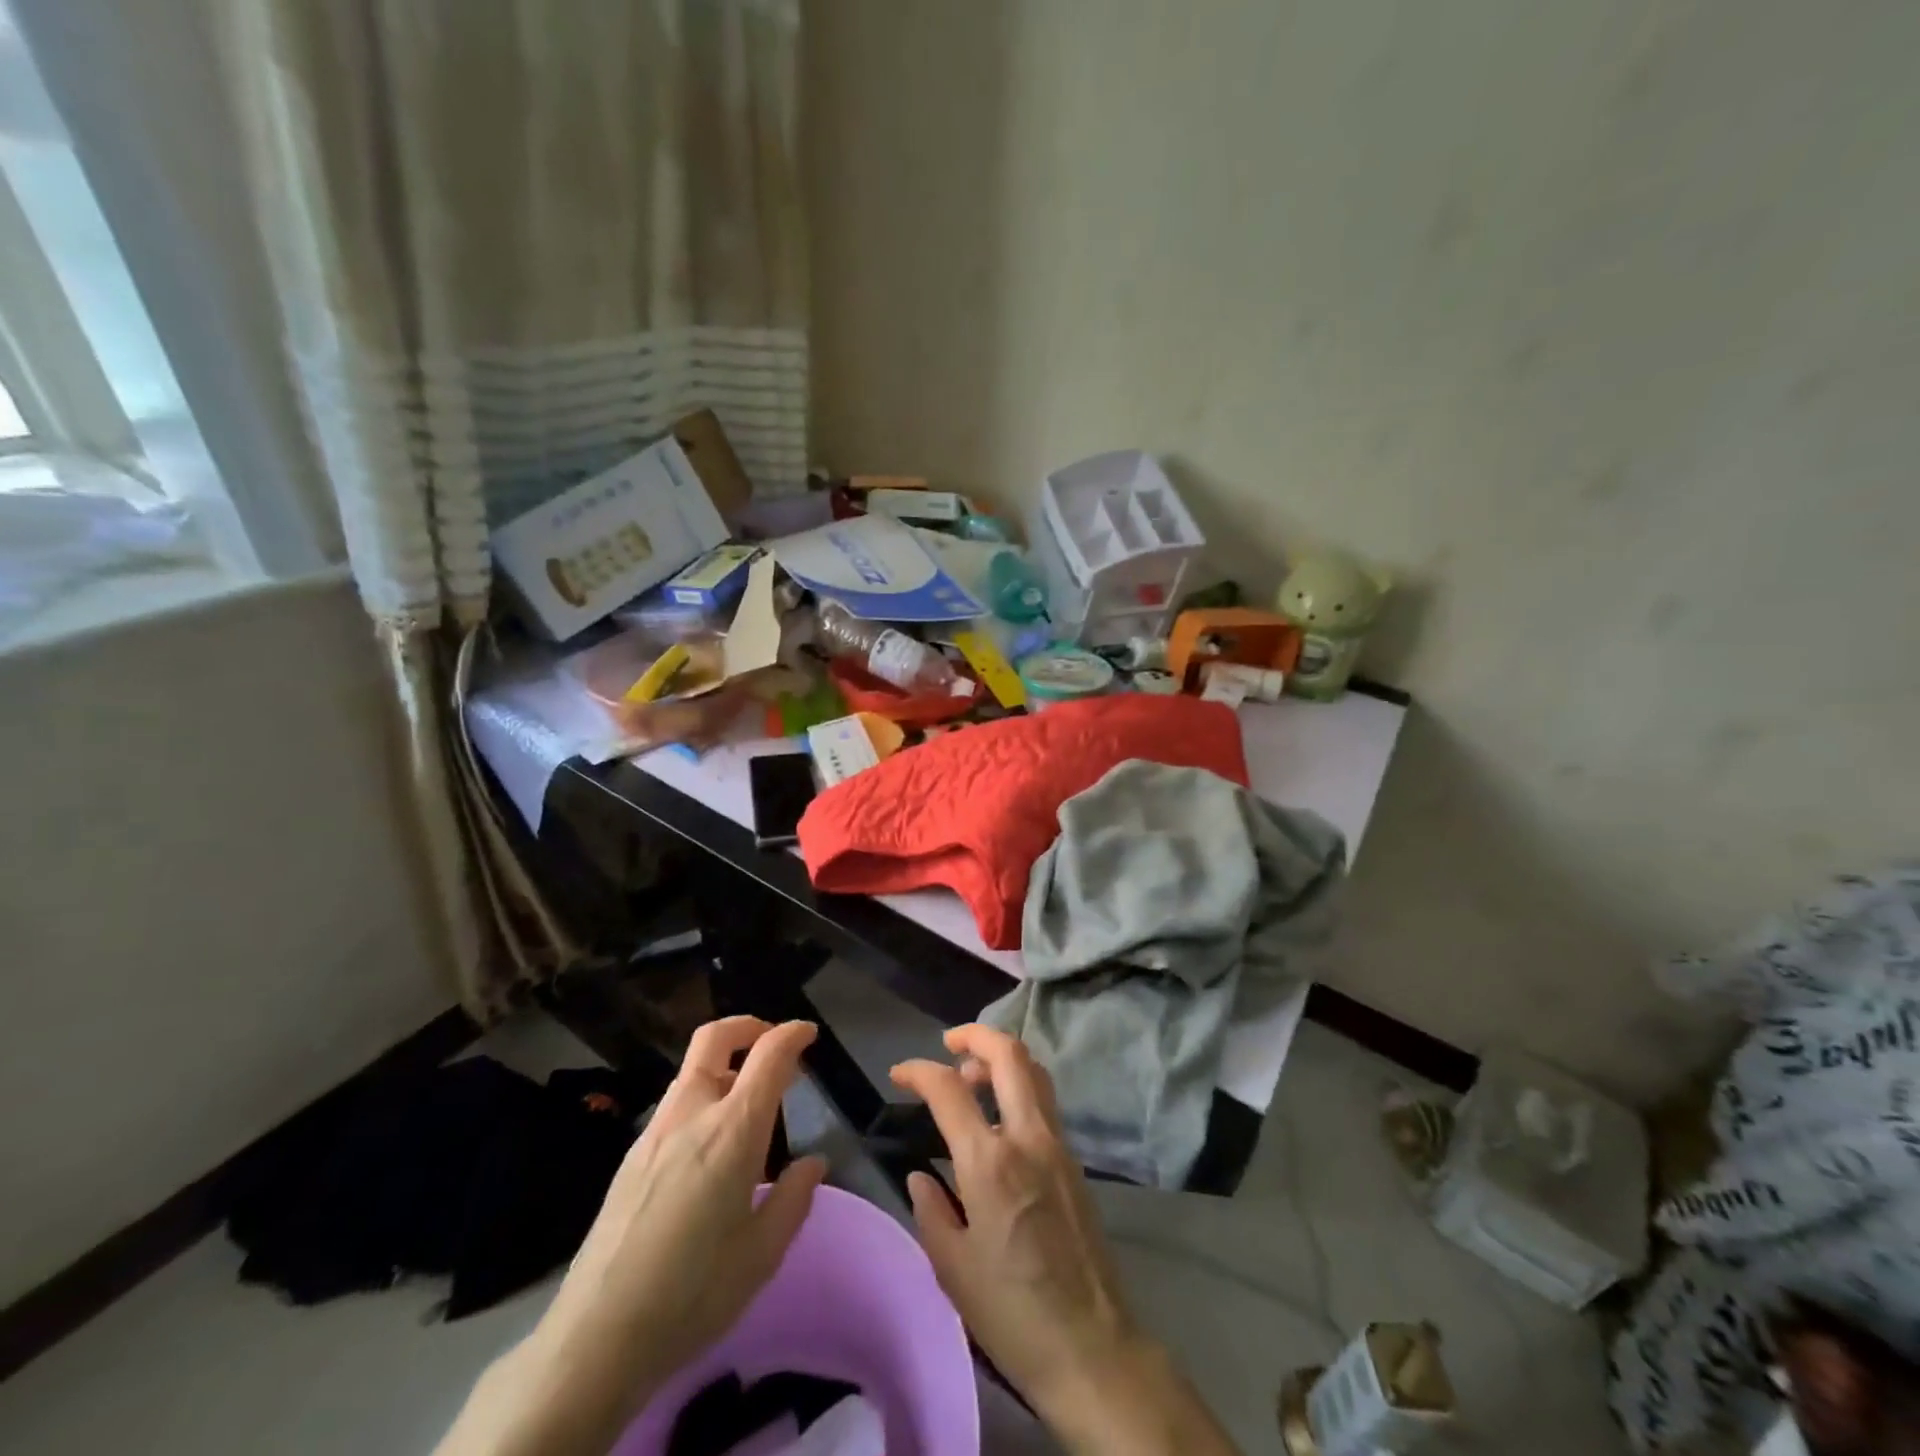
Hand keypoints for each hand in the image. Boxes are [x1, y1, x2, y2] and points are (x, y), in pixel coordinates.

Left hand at [437, 1017, 823, 1455]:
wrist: (595, 1337)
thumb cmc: (693, 1293)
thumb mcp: (763, 1253)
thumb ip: (794, 1198)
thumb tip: (813, 1163)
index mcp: (733, 1130)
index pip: (769, 1055)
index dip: (793, 1034)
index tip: (809, 1034)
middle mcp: (692, 1114)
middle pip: (715, 1038)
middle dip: (748, 1027)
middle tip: (774, 1046)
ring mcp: (655, 1132)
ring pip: (692, 1070)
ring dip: (725, 1065)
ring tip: (749, 1103)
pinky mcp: (632, 1157)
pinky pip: (675, 1104)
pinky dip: (702, 1097)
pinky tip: (710, 1146)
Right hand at [889, 1028, 1140, 1416]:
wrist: (1091, 1348)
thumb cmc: (1011, 1314)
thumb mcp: (952, 1268)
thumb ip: (931, 1210)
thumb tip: (921, 1176)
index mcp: (990, 1163)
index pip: (949, 1089)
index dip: (918, 1071)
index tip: (900, 1073)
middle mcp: (1028, 1138)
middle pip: (1009, 1055)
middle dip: (975, 1035)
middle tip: (948, 1043)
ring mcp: (1058, 1145)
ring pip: (1034, 1071)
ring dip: (1001, 1058)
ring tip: (972, 1076)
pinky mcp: (1074, 1161)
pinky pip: (1045, 1100)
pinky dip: (1020, 1085)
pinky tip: (1000, 1114)